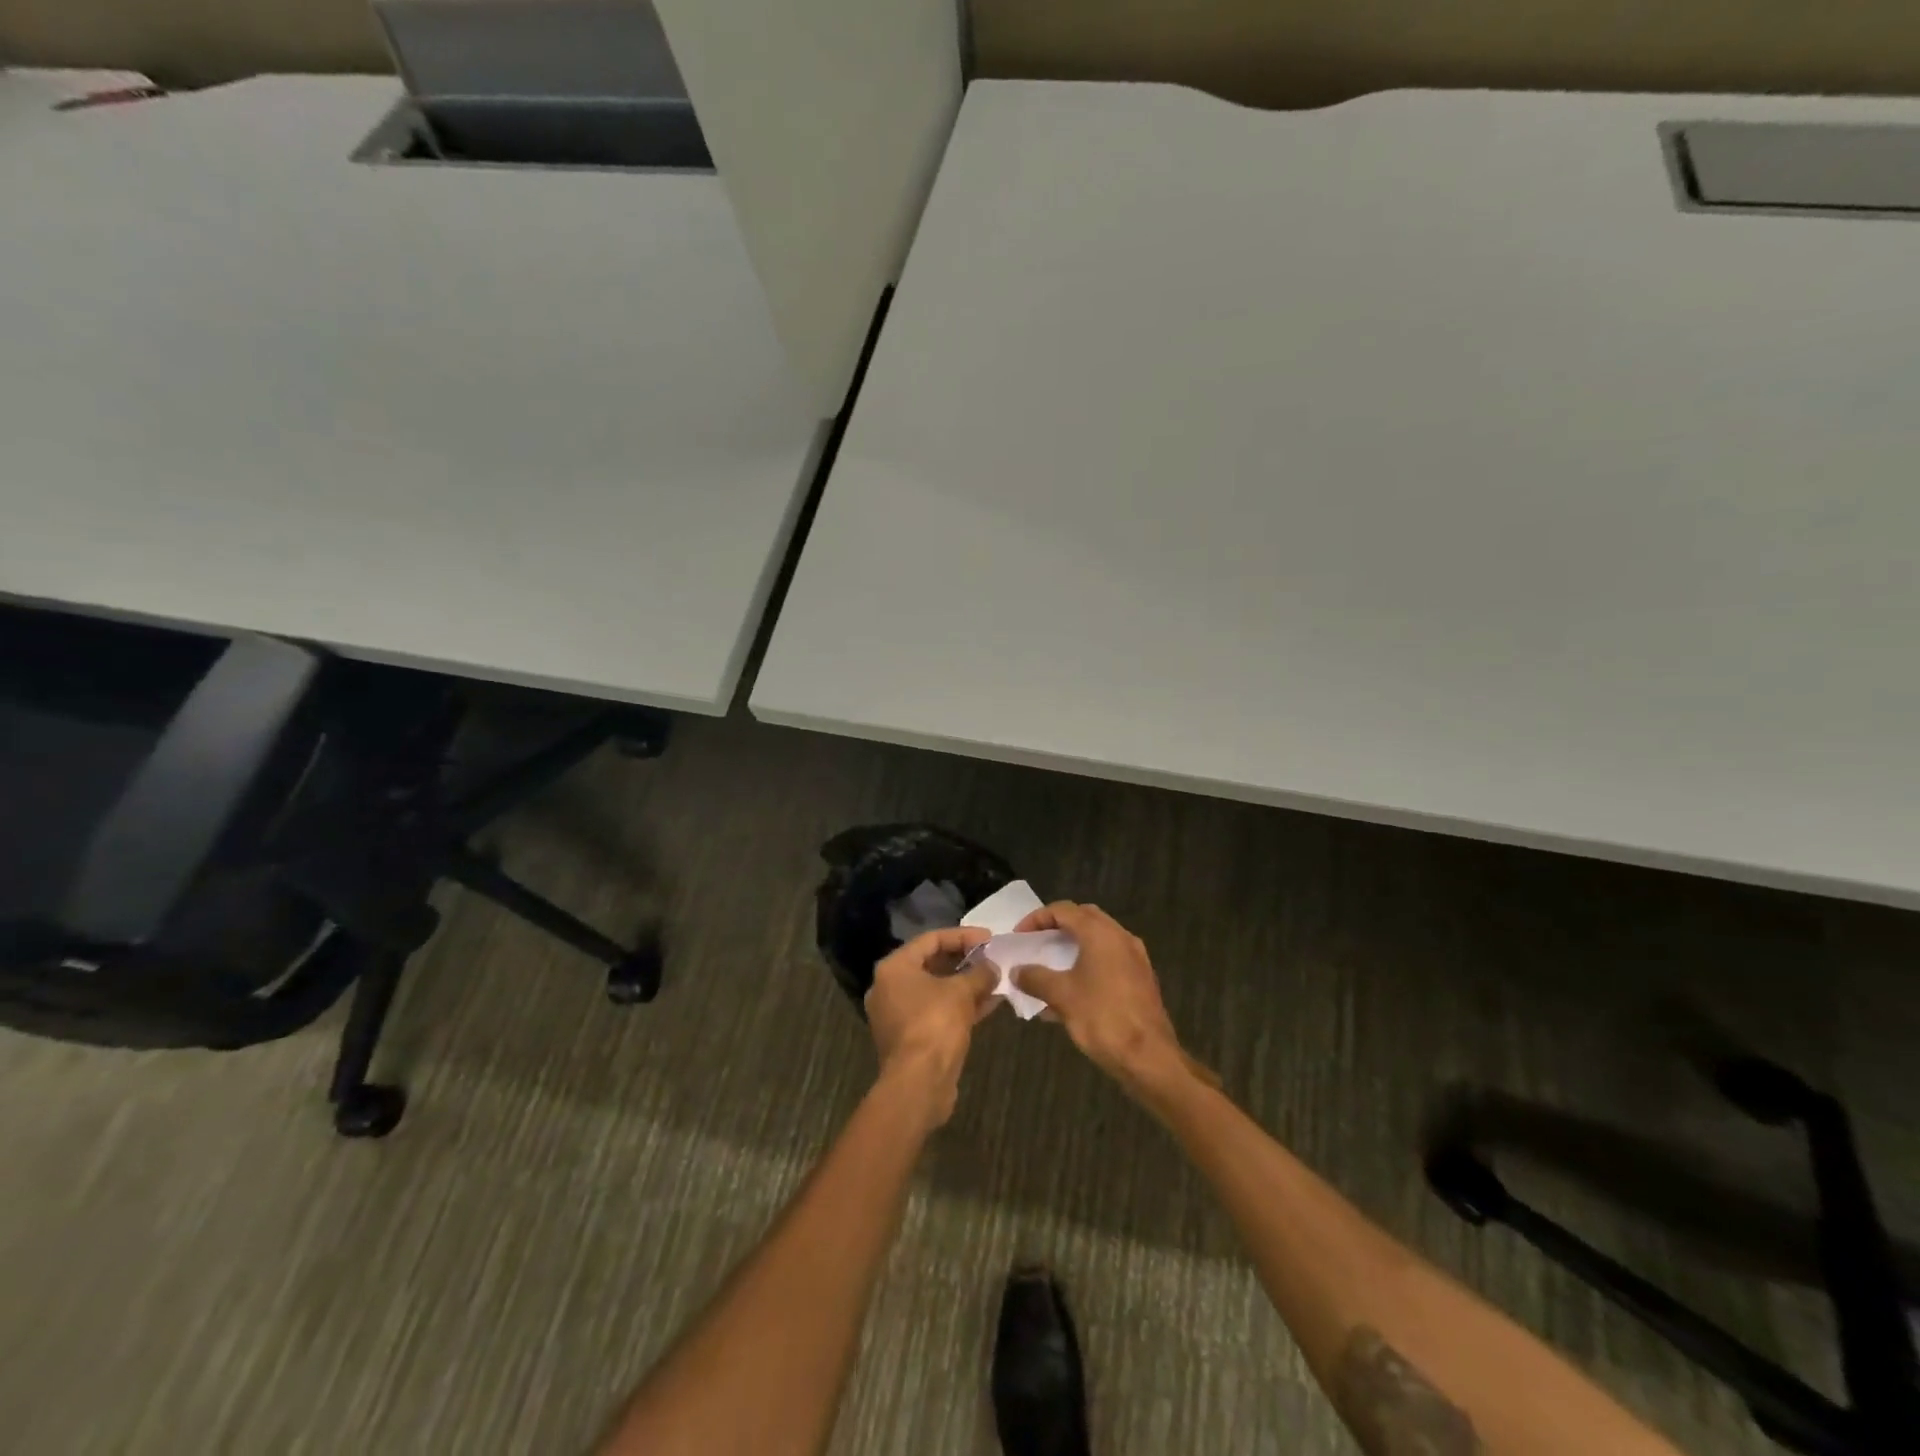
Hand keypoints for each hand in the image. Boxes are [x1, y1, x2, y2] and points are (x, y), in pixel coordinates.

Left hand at [865, 927, 999, 1125]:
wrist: (918, 1083)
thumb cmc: (935, 1024)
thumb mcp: (962, 991)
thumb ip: (979, 973)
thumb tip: (993, 967)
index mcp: (894, 968)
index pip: (931, 939)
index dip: (962, 935)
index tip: (989, 938)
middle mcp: (889, 987)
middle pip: (932, 964)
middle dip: (965, 961)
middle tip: (992, 958)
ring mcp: (898, 1014)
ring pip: (936, 990)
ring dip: (966, 984)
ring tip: (996, 979)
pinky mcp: (910, 1037)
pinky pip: (937, 1011)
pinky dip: (960, 1005)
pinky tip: (989, 1004)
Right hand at [1011, 903, 1204, 1099]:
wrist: (1149, 1057)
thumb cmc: (1102, 1018)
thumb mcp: (1062, 996)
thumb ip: (1035, 978)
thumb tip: (1016, 972)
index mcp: (1101, 933)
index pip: (1063, 910)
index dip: (1037, 918)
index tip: (1019, 937)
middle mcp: (1120, 937)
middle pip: (1083, 919)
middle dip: (1057, 928)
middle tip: (1036, 944)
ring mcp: (1135, 958)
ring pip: (1098, 941)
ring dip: (1073, 948)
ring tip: (1050, 968)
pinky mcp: (1141, 979)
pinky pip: (1109, 961)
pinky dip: (1088, 966)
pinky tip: (1072, 993)